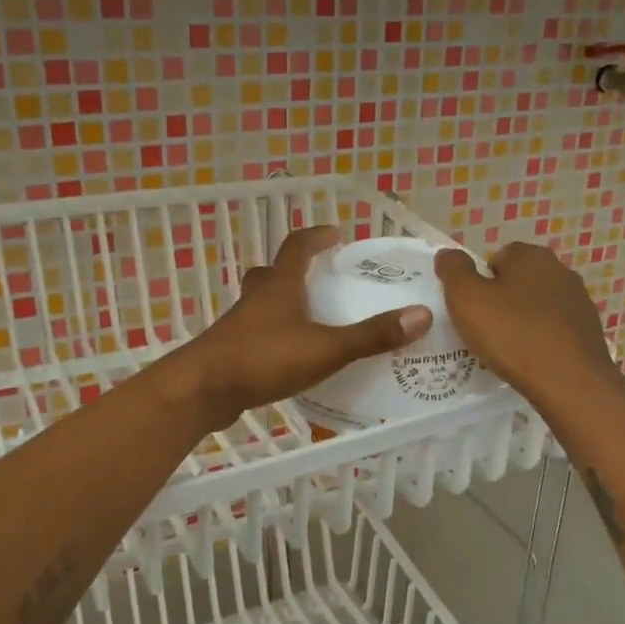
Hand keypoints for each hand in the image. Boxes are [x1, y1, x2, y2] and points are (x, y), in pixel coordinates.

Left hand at [164, 226, 432, 430]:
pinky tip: (287, 358)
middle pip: (272, 273)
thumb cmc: (264, 358)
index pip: (296, 247)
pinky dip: (272, 337)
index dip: (315, 237)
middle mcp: (256, 299)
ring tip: (309, 320)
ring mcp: (238, 326)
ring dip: (281, 305)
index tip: (334, 234)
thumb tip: (421, 315)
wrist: (203, 390)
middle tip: (319, 278)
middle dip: (294, 270)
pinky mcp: (229, 353)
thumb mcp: (326, 348)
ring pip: (260, 305)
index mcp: (279, 287)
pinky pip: (254, 335)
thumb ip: (371, 335)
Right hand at [435, 242, 624, 411]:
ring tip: (507, 349)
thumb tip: (447, 254)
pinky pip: (555, 329)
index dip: (479, 282)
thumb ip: (453, 269)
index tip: (471, 309)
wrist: (569, 382)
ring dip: (523, 320)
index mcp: (530, 255)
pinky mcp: (590, 330)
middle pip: (518, 281)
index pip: (496, 257)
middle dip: (501, 300)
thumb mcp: (466, 298)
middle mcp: (559, 270)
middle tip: (484, 329)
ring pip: (538, 305)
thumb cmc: (512, 334)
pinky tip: (531, 360)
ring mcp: (579, 301)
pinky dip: (542, 339)